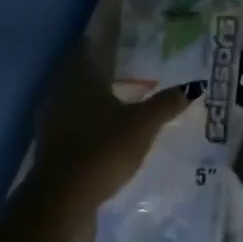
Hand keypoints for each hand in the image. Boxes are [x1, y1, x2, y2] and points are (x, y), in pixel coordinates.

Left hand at [33, 48, 190, 205]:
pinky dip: (86, 122)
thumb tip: (193, 86)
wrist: (64, 197)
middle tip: (127, 72)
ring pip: (73, 99)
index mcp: (80, 78)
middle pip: (78, 74)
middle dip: (100, 73)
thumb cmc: (105, 148)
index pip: (86, 49)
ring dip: (92, 99)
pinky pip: (70, 123)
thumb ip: (165, 104)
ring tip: (120, 101)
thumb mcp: (143, 125)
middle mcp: (60, 92)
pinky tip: (104, 130)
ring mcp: (50, 120)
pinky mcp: (49, 145)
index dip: (102, 44)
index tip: (122, 43)